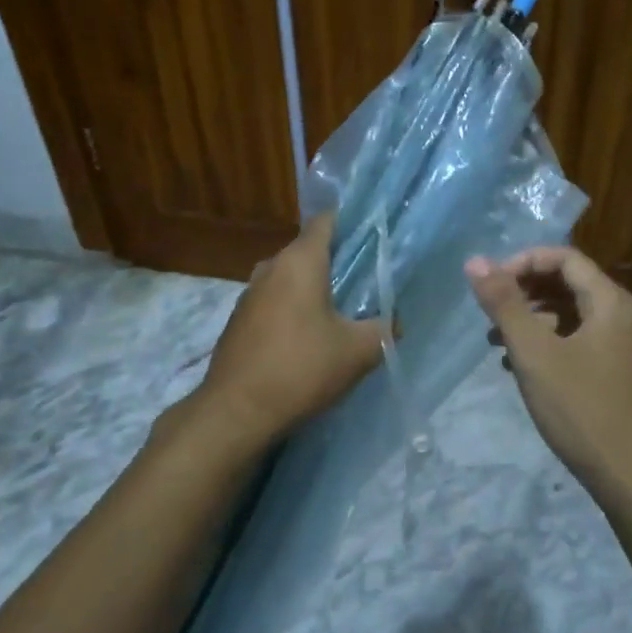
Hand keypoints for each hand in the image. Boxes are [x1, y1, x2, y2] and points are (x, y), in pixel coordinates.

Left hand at [198, 211, 387, 446]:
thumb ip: (385, 329)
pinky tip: (308, 339)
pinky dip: (294, 309)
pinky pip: (275, 301)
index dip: (354, 224)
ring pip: (291, 277)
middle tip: (368, 284)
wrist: (236, 411)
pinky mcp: (239, 319)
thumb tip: (395, 322)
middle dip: (338, 262)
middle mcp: (271, 267)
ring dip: (315, 289)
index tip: (377, 240)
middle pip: (310, 250)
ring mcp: (250, 293)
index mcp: (300, 261)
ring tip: (342, 314)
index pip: (328, 220)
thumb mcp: (358, 351)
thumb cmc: (300, 369)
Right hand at [467, 246, 631, 506]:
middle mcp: (622, 316)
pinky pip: (578, 341)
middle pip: (568, 284)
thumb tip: (475, 260)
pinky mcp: (618, 374)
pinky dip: (548, 344)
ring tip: (496, 343)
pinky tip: (520, 369)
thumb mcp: (535, 354)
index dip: (523, 262)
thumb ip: (504, 304)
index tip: (491, 285)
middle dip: (524, 292)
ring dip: (532, 320)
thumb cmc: (584, 411)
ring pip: (571, 315)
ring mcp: (623, 347)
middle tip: (490, 314)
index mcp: (611, 302)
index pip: (564, 258)